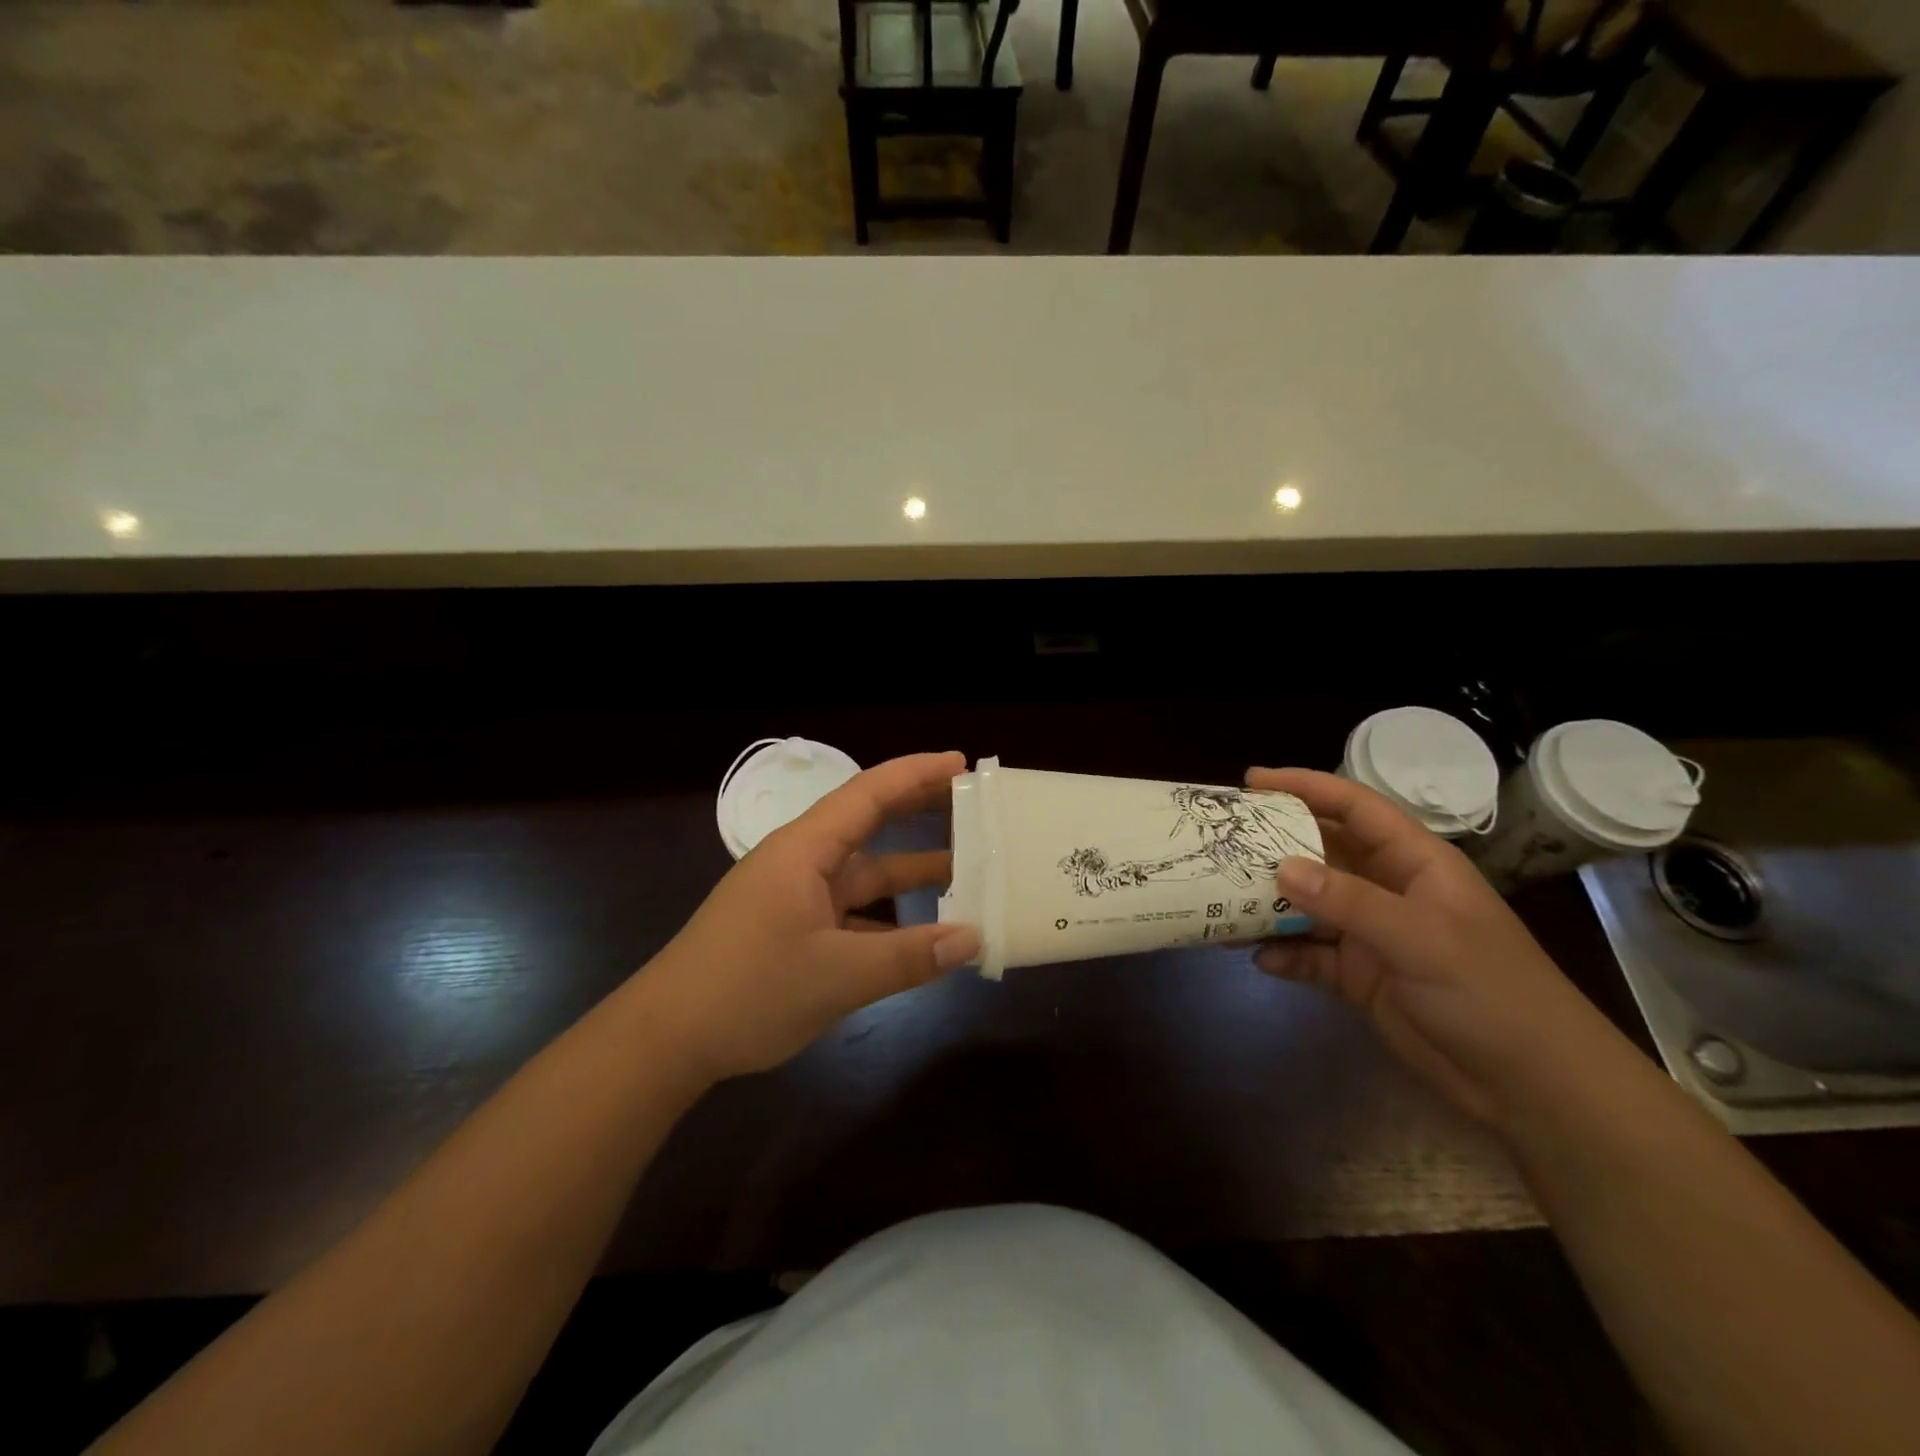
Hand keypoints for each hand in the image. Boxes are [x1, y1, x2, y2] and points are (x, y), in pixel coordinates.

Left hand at [639, 751, 979, 1085]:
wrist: (666, 1041)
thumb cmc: (747, 990)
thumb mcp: (837, 976)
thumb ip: (909, 957)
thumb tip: (974, 939)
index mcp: (805, 850)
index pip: (869, 794)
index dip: (917, 774)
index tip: (962, 764)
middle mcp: (801, 862)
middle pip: (869, 823)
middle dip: (919, 808)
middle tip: (972, 802)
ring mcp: (796, 897)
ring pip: (864, 872)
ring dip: (910, 870)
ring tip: (966, 867)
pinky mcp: (793, 930)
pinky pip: (853, 912)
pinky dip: (889, 916)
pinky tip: (923, 934)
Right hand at [1244, 767, 1619, 1127]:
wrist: (1533, 1087)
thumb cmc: (1491, 994)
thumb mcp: (1422, 939)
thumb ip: (1349, 902)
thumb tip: (1280, 868)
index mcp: (1414, 863)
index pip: (1354, 807)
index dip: (1306, 787)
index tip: (1251, 780)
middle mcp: (1389, 890)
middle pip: (1322, 852)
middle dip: (1274, 844)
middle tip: (1222, 840)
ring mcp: (1374, 935)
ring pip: (1309, 905)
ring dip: (1270, 904)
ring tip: (1222, 900)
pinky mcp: (1362, 977)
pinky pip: (1311, 955)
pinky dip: (1285, 954)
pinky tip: (1259, 958)